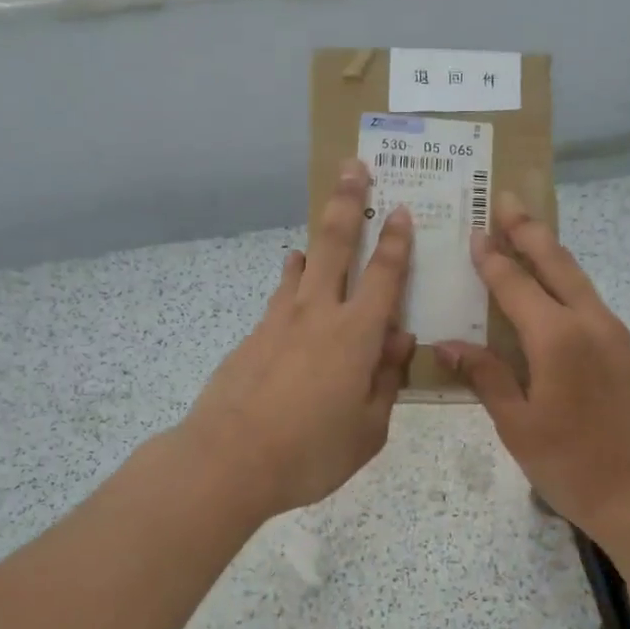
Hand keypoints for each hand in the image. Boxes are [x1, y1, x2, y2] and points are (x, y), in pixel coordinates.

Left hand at [181, 159, 415, 520]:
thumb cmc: (310, 452)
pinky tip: (292, 285)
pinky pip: (280, 298)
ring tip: (322, 225)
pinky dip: (291, 284)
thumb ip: (387, 381)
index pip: (384, 276)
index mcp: (356, 336)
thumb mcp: (368, 429)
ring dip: (316, 241)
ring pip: (302, 266)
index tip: (401, 209)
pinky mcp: (252, 337)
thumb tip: (400, 340)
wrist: (228, 461)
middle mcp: (318, 315)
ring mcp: (278, 322)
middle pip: (335, 246)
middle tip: (353, 166)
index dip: (396, 241)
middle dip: (348, 202)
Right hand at [436, 193, 629, 539]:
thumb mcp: (518, 425)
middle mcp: (589, 323)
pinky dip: (567, 283)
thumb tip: (450, 345)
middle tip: (508, 198)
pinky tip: (555, 292)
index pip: (515, 284)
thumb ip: (486, 377)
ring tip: (529, 233)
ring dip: (551, 252)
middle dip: (529, 229)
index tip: (475, 230)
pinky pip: (590, 303)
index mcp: (556, 337)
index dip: (492, 258)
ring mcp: (615, 336)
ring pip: (578, 280)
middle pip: (556, 263)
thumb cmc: (574, 465)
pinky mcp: (628, 354)